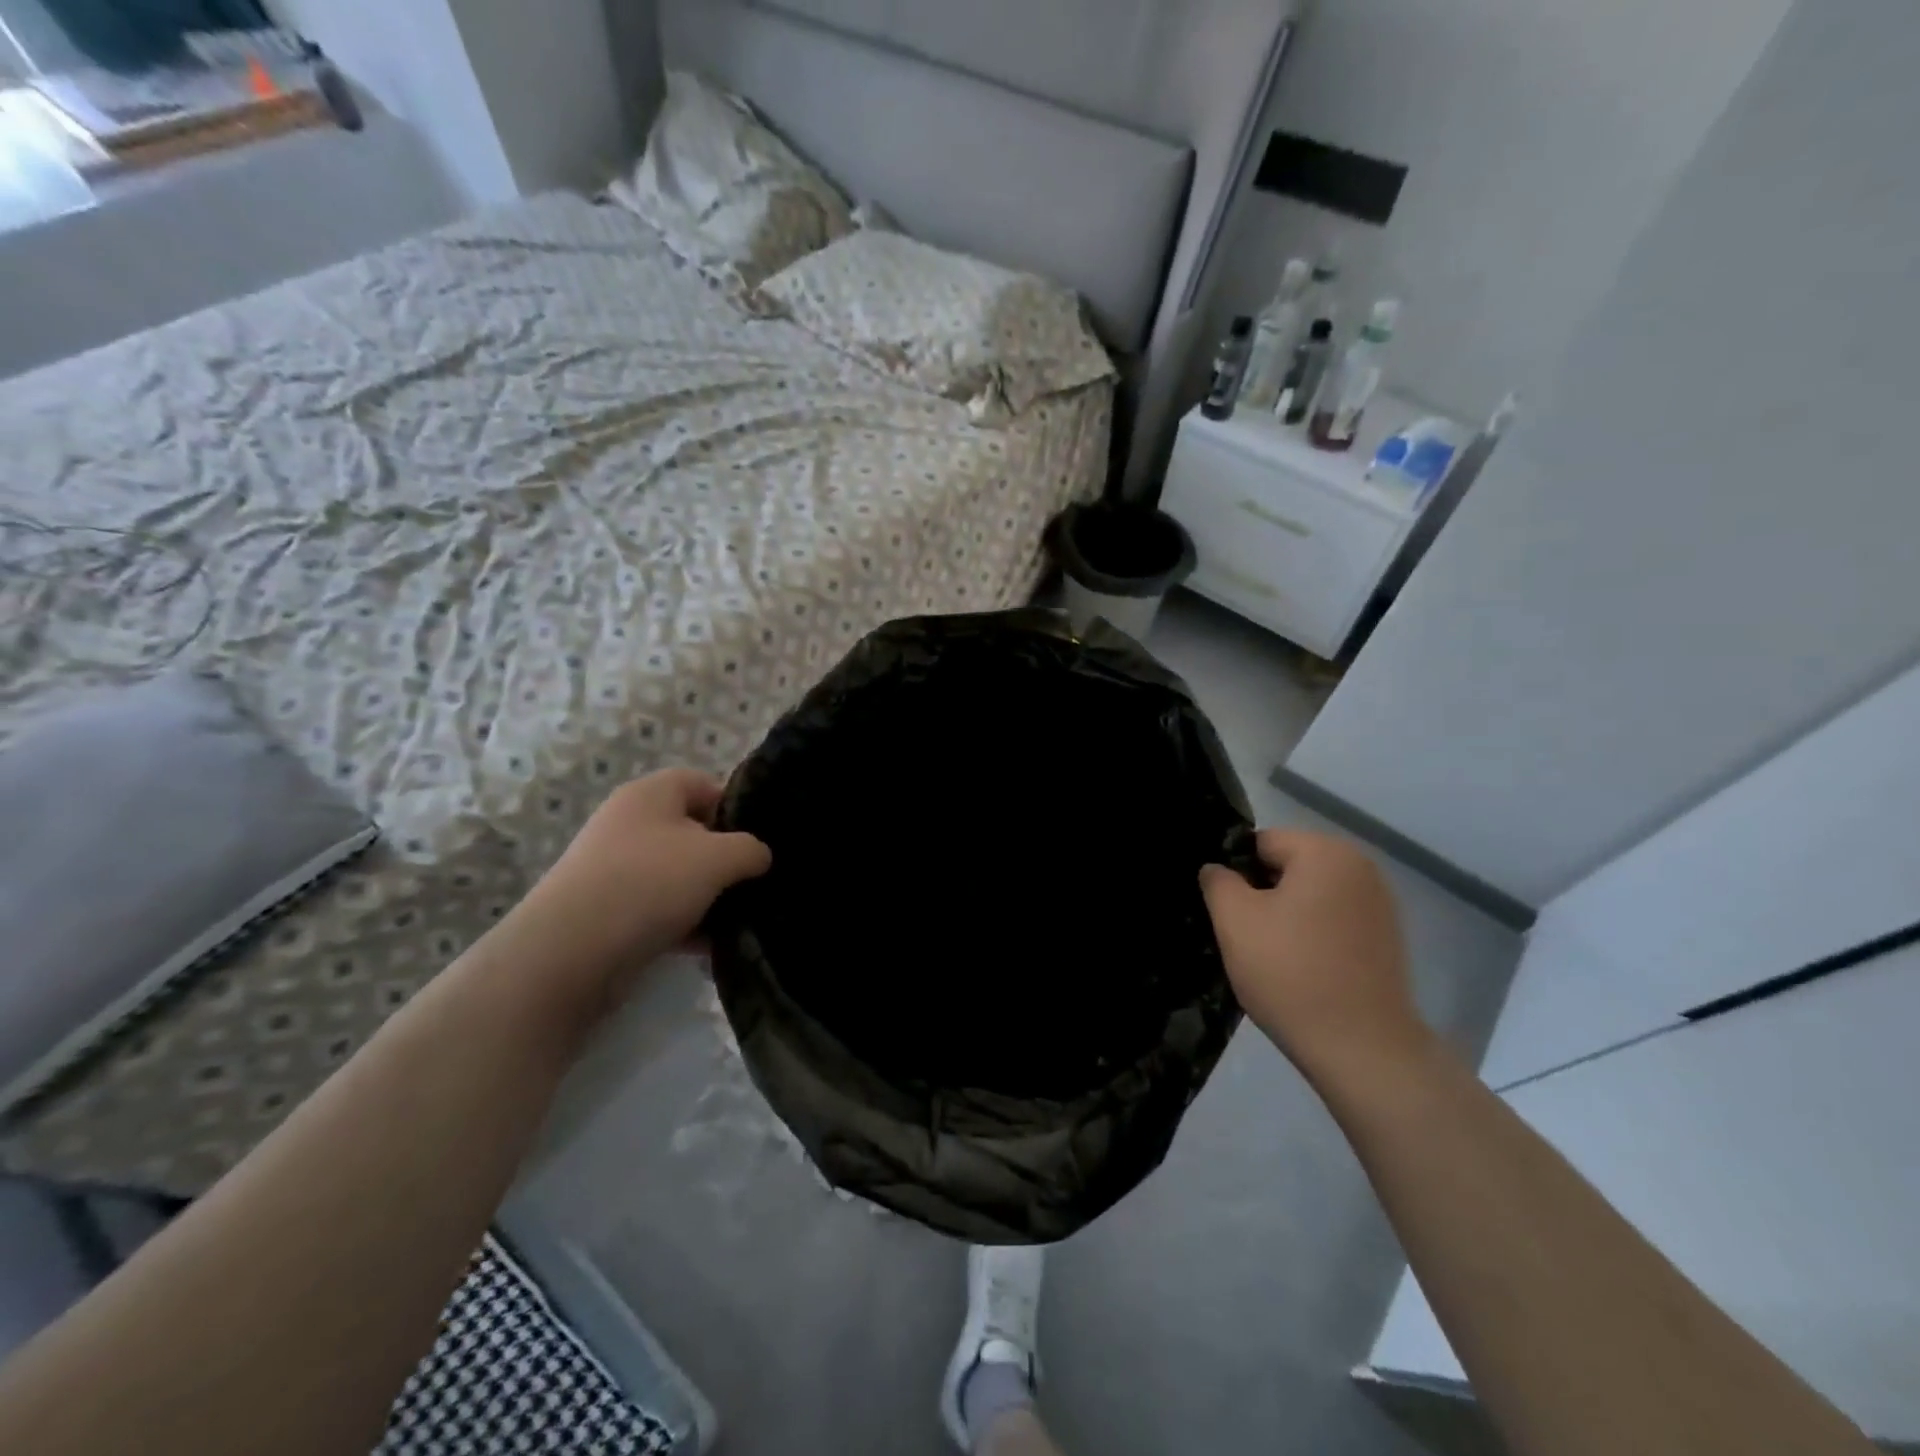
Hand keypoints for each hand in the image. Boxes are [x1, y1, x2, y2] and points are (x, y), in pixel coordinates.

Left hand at [493, 769, 770, 1025]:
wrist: (569, 953)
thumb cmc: (649, 883)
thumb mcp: (719, 858)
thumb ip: (751, 849)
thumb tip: (759, 856)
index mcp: (651, 794)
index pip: (703, 784)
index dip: (735, 807)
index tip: (760, 840)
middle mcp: (630, 824)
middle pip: (693, 832)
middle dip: (726, 859)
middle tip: (755, 882)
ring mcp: (616, 868)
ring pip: (679, 874)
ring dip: (709, 896)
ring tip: (739, 920)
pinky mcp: (610, 911)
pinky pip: (660, 908)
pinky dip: (685, 924)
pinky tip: (709, 948)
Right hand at [1199, 829, 1426, 1079]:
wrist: (1362, 1050)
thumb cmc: (1291, 974)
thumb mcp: (1234, 921)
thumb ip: (1217, 881)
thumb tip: (1217, 869)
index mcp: (1326, 852)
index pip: (1260, 844)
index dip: (1235, 874)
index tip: (1226, 912)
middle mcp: (1361, 867)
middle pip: (1288, 867)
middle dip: (1261, 894)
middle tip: (1244, 936)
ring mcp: (1380, 904)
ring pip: (1310, 895)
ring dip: (1287, 916)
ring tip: (1272, 956)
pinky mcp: (1387, 939)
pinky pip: (1333, 920)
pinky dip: (1313, 935)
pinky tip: (1302, 969)